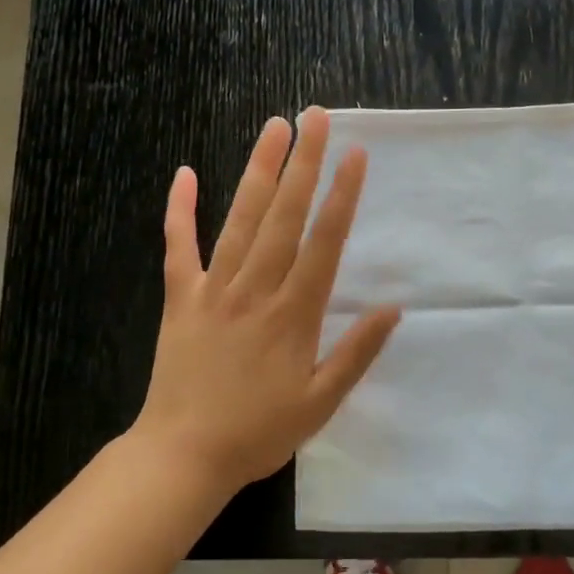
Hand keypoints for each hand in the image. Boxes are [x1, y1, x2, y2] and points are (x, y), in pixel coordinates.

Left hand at [133, 108, 400, 494]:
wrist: (182, 456)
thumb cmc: (259, 433)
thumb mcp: (321, 403)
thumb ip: (356, 353)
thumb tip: (394, 308)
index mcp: (294, 314)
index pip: (324, 243)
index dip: (341, 196)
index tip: (355, 155)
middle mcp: (256, 290)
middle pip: (284, 217)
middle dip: (304, 164)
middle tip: (316, 116)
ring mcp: (214, 290)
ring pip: (240, 220)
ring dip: (258, 171)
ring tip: (274, 128)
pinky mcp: (181, 299)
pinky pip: (179, 247)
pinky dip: (180, 210)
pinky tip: (185, 173)